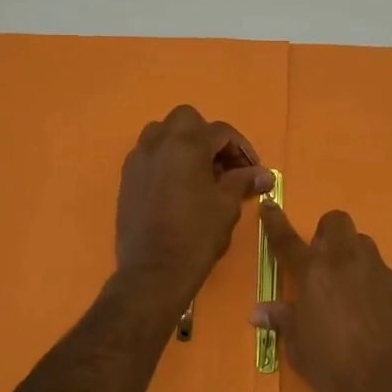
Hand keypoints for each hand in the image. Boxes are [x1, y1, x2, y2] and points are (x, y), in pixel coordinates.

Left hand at [115, 106, 273, 305]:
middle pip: (187, 120)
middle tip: (223, 165)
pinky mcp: (127, 177)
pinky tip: (178, 186)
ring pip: (163, 133)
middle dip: (208, 136)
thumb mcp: (227, 206)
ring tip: (199, 172)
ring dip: (183, 143)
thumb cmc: (196, 236)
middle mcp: (159, 142)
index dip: (242, 149)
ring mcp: (138, 159)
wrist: (153, 272)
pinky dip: (166, 159)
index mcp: (187, 144)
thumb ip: (243, 182)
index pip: (221, 131)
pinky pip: (149, 154)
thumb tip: (264, 174)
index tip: (253, 171)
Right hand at [254, 205, 391, 391]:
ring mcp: (379, 273)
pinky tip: (373, 315)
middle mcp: (346, 262)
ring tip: (349, 289)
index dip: (275, 221)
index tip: (269, 206)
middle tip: (322, 260)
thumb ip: (283, 320)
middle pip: (336, 222)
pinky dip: (374, 286)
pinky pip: (384, 275)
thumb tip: (259, 312)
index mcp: (313, 273)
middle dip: (327, 232)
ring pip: (364, 245)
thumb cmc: (333, 369)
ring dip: (352, 257)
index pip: (287, 240)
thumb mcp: (299, 348)